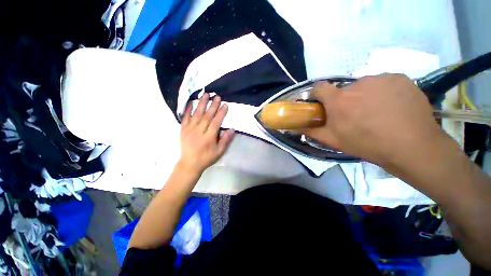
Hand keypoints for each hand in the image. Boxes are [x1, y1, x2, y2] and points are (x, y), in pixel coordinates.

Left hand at [178, 93, 234, 173]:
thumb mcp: (219, 151)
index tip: (225, 105)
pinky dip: (188, 109)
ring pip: (196, 114)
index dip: (221, 113)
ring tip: (206, 94)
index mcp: (209, 137)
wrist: (189, 164)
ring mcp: (190, 129)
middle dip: (213, 105)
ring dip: (201, 104)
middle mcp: (199, 131)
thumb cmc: (206, 158)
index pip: (216, 122)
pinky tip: (191, 102)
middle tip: (217, 96)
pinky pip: (185, 118)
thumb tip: (232, 129)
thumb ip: (225, 140)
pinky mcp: (183, 130)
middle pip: (207, 116)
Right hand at [302, 74, 446, 166]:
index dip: (317, 94)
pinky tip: (391, 106)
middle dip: (344, 100)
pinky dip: (383, 92)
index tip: (320, 103)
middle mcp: (357, 84)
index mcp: (339, 100)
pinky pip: (383, 83)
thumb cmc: (367, 144)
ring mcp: (381, 78)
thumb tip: (294, 127)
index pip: (319, 88)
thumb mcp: (333, 140)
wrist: (412, 147)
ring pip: (364, 86)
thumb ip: (311, 131)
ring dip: (364, 96)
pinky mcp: (400, 78)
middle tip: (353, 115)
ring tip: (375, 112)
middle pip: (343, 90)